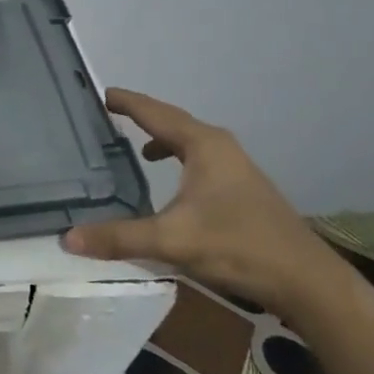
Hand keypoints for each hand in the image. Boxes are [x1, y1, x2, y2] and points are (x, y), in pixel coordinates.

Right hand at [63, 88, 346, 319]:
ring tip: (131, 148)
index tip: (98, 93)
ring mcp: (234, 168)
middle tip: (106, 115)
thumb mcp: (171, 241)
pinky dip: (175, 161)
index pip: (155, 113)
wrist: (305, 281)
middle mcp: (219, 148)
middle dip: (140, 117)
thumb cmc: (238, 246)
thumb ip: (118, 237)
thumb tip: (68, 237)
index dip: (126, 102)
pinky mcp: (240, 189)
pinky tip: (166, 184)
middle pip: (172, 122)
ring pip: (188, 142)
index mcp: (203, 146)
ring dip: (160, 140)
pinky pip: (197, 161)